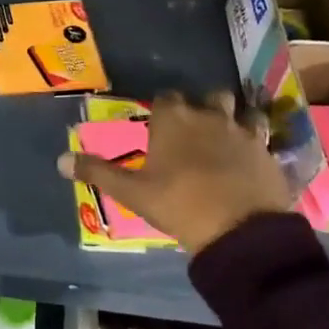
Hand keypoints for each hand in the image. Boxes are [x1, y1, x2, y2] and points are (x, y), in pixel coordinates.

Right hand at [59, 90, 292, 253]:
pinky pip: (264, 136)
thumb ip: (97, 172)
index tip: (159, 127)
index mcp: (174, 118)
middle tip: (194, 132)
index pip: (166, 97)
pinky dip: (257, 142)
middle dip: (203, 107)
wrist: (241, 232)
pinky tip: (252, 158)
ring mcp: (243, 131)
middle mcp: (210, 115)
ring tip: (226, 139)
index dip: (163, 110)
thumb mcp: (132, 192)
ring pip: (241, 110)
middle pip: (209, 96)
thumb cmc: (179, 204)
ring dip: (234, 119)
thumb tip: (59, 160)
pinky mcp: (268, 151)